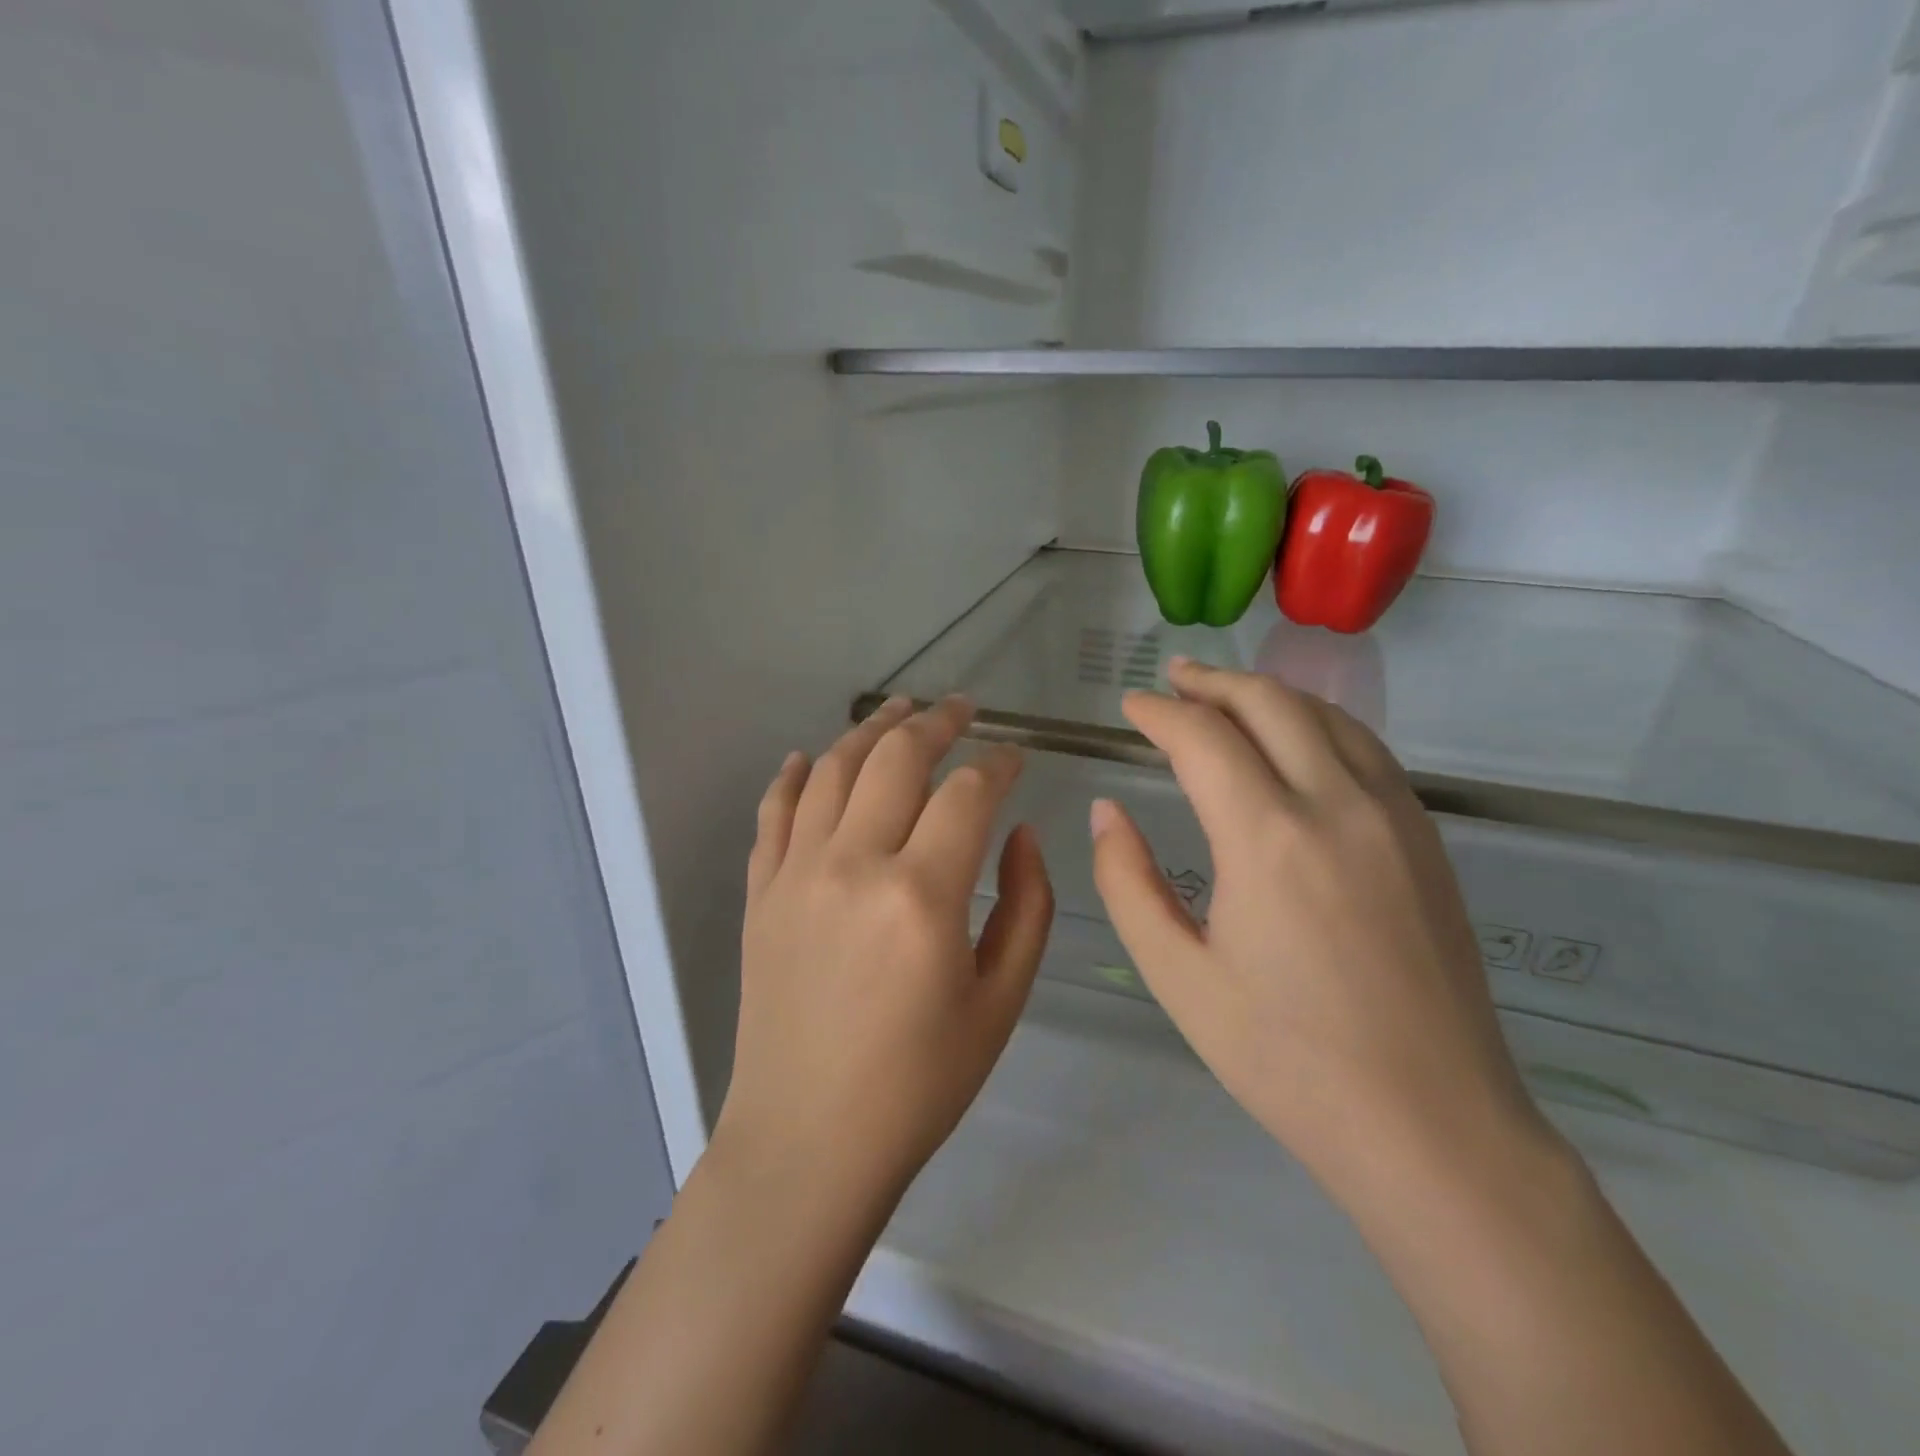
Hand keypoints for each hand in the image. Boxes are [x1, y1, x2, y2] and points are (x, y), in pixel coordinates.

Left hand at [716, 696, 1053, 1210]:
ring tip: (899, 709)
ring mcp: (797, 874)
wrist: (808, 1141)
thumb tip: (1021, 833)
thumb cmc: (920, 1084)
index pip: (968, 793)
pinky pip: (775, 812)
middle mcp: (853, 866)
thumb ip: (1027, 906)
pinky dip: (796, 776)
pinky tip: (813, 757)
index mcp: (922, 896)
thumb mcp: (1001, 1003)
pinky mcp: (762, 893)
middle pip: (896, 759)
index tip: (1017, 756)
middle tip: (962, 709)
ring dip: (871, 730)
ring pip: (834, 769)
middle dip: (937, 722)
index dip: (999, 764)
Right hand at [1090, 659, 1551, 1210]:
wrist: (1433, 1126)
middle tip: (1171, 679)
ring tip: (1224, 695)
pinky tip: (1295, 739)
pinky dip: (1316, 722)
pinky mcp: (1425, 839)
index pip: (1202, 738)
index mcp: (1267, 838)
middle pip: (1269, 703)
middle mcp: (1336, 805)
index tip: (1129, 707)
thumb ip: (1128, 882)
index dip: (1158, 713)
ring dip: (1266, 694)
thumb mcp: (1178, 976)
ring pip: (1325, 715)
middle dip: (1212, 683)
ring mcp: (1393, 816)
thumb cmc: (1286, 1059)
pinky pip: (1365, 748)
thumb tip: (1107, 812)